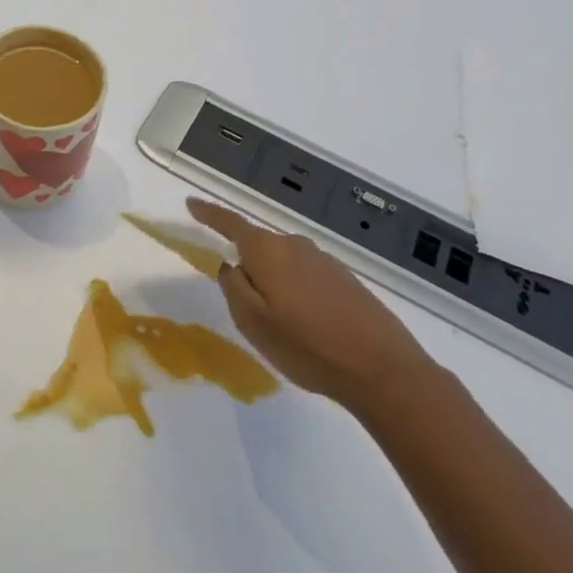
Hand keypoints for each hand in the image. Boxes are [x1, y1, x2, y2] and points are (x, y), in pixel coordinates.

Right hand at [187, 197, 432, 411]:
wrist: (382, 369)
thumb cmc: (308, 346)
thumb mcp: (254, 323)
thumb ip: (233, 288)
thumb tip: (231, 265)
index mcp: (268, 252)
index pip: (231, 224)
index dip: (209, 214)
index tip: (190, 203)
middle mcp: (296, 246)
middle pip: (258, 247)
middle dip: (247, 268)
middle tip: (246, 309)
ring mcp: (324, 261)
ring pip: (283, 264)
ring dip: (273, 285)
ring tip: (281, 326)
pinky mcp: (344, 279)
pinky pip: (305, 276)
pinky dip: (296, 293)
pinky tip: (307, 326)